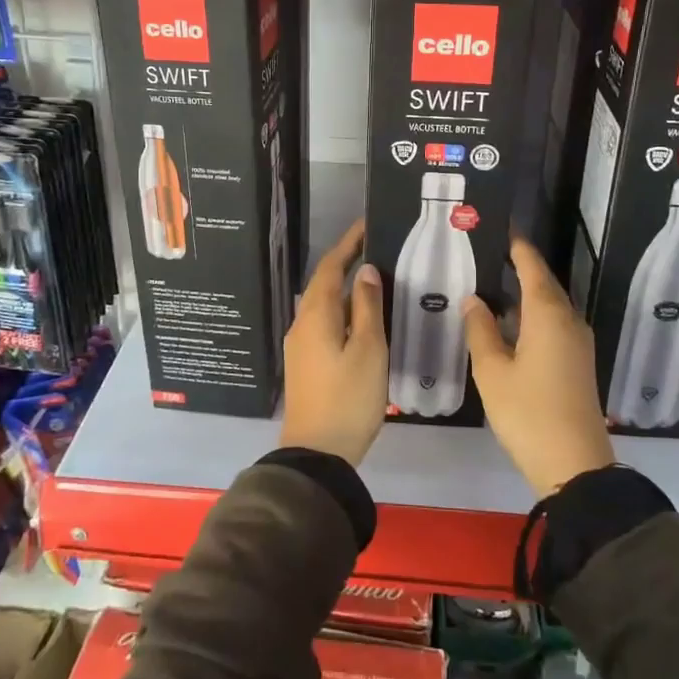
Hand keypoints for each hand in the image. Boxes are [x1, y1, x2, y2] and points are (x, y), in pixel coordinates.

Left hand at [281, 220, 387, 466]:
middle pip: (324, 284)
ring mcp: (301, 345)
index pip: (330, 267)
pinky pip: (325, 323)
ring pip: (324, 305)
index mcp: (316, 315)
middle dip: (347, 263)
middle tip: (378, 250)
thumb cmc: (348, 398)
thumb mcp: (368, 350)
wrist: (318, 453)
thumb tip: (365, 271)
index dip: (348, 244)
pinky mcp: (306, 363)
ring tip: (377, 281)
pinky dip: (344, 311)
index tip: (367, 225)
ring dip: (346, 289)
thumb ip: (368, 308)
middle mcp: (302, 324)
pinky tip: (364, 319)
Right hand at [463, 238, 614, 498]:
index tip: (503, 227)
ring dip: (526, 293)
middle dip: (520, 266)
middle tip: (490, 253)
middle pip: (544, 283)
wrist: (575, 465)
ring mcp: (578, 342)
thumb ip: (481, 330)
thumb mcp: (492, 372)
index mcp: (548, 315)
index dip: (518, 247)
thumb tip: (474, 299)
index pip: (532, 267)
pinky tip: (512, 323)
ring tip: (495, 284)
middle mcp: (569, 320)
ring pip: (550, 305)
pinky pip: (554, 324)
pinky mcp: (578, 362)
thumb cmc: (528, 413)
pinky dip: (533, 314)